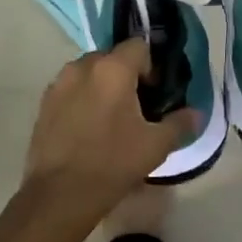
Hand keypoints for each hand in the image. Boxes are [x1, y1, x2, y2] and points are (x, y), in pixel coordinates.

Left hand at [23, 39, 197, 230]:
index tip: (155, 93)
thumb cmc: (113, 163)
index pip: (138, 46)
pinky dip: (82, 99)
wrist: (60, 194)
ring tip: (111, 119)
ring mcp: (59, 83)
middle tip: (136, 107)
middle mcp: (83, 66)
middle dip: (126, 75)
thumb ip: (179, 123)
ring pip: (89, 73)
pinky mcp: (44, 103)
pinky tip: (88, 129)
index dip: (151, 66)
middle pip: (112, 57)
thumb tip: (196, 114)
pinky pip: (71, 90)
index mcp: (113, 68)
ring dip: (103, 86)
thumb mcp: (156, 145)